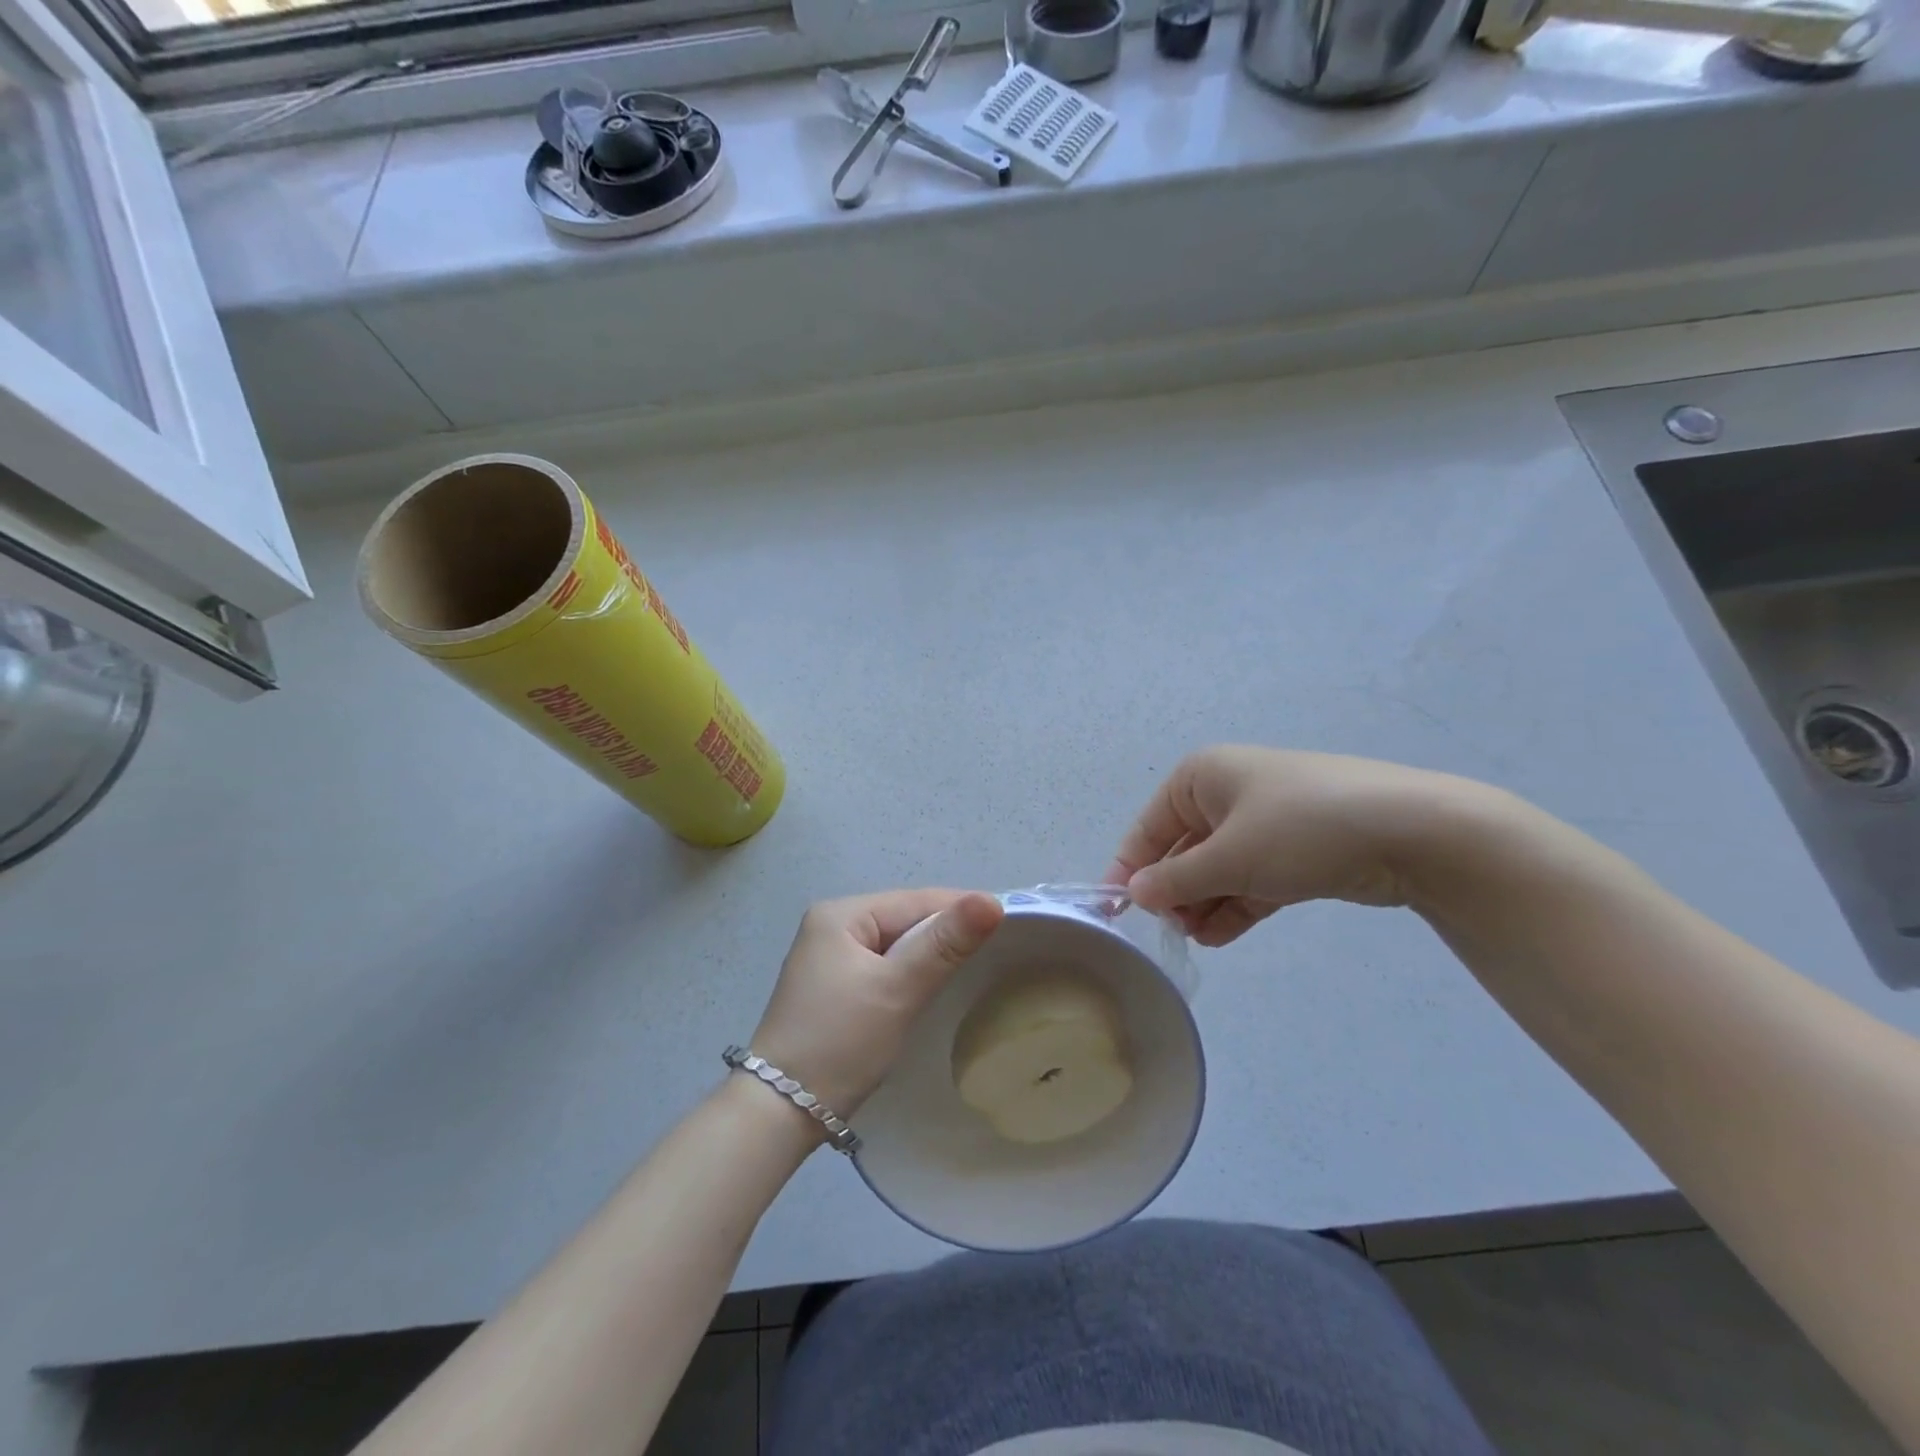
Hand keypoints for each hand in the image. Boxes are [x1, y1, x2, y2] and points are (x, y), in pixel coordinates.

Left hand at [749, 889, 1004, 1120]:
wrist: (778, 1113)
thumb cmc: (840, 1042)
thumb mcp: (897, 990)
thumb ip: (944, 944)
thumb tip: (992, 901)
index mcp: (842, 914)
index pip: (917, 900)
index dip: (963, 910)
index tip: (1012, 925)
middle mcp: (832, 926)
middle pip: (906, 919)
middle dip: (947, 934)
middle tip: (998, 951)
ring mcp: (830, 957)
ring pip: (897, 944)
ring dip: (931, 955)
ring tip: (974, 969)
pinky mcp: (833, 986)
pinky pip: (884, 966)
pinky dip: (910, 973)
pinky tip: (932, 987)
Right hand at [1104, 746, 1501, 945]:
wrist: (1411, 832)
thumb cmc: (1300, 829)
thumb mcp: (1229, 857)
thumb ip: (1175, 880)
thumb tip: (1132, 895)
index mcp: (1201, 777)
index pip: (1149, 826)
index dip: (1130, 867)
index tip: (1115, 911)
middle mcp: (1227, 793)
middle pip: (1183, 848)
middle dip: (1174, 891)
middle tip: (1171, 930)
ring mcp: (1264, 822)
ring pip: (1217, 868)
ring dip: (1203, 903)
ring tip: (1197, 938)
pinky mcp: (1295, 851)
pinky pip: (1249, 879)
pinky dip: (1234, 905)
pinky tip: (1220, 936)